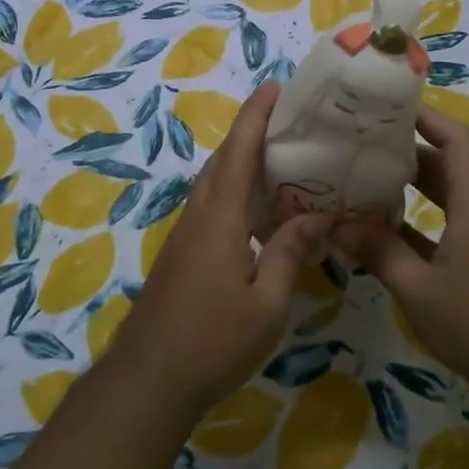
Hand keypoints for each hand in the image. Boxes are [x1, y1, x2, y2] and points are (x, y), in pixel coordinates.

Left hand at [108, 82, 329, 418]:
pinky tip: (258, 214)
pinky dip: (234, 194)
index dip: (255, 117)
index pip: (239, 154)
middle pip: (222, 162)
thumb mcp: (267, 302)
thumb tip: (317, 216)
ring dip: (240, 164)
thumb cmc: (214, 341)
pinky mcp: (181, 257)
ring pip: (214, 186)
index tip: (274, 87)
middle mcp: (198, 218)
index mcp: (220, 220)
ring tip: (280, 161)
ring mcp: (184, 238)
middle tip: (287, 122)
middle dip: (249, 134)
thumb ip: (290, 253)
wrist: (150, 380)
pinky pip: (210, 209)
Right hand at [332, 108, 468, 386]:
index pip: (456, 140)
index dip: (427, 117)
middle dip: (407, 152)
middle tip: (363, 146)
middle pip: (447, 167)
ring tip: (365, 182)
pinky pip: (446, 230)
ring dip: (411, 190)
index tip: (389, 107)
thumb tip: (336, 225)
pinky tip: (384, 235)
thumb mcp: (419, 289)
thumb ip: (378, 253)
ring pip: (446, 200)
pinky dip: (417, 226)